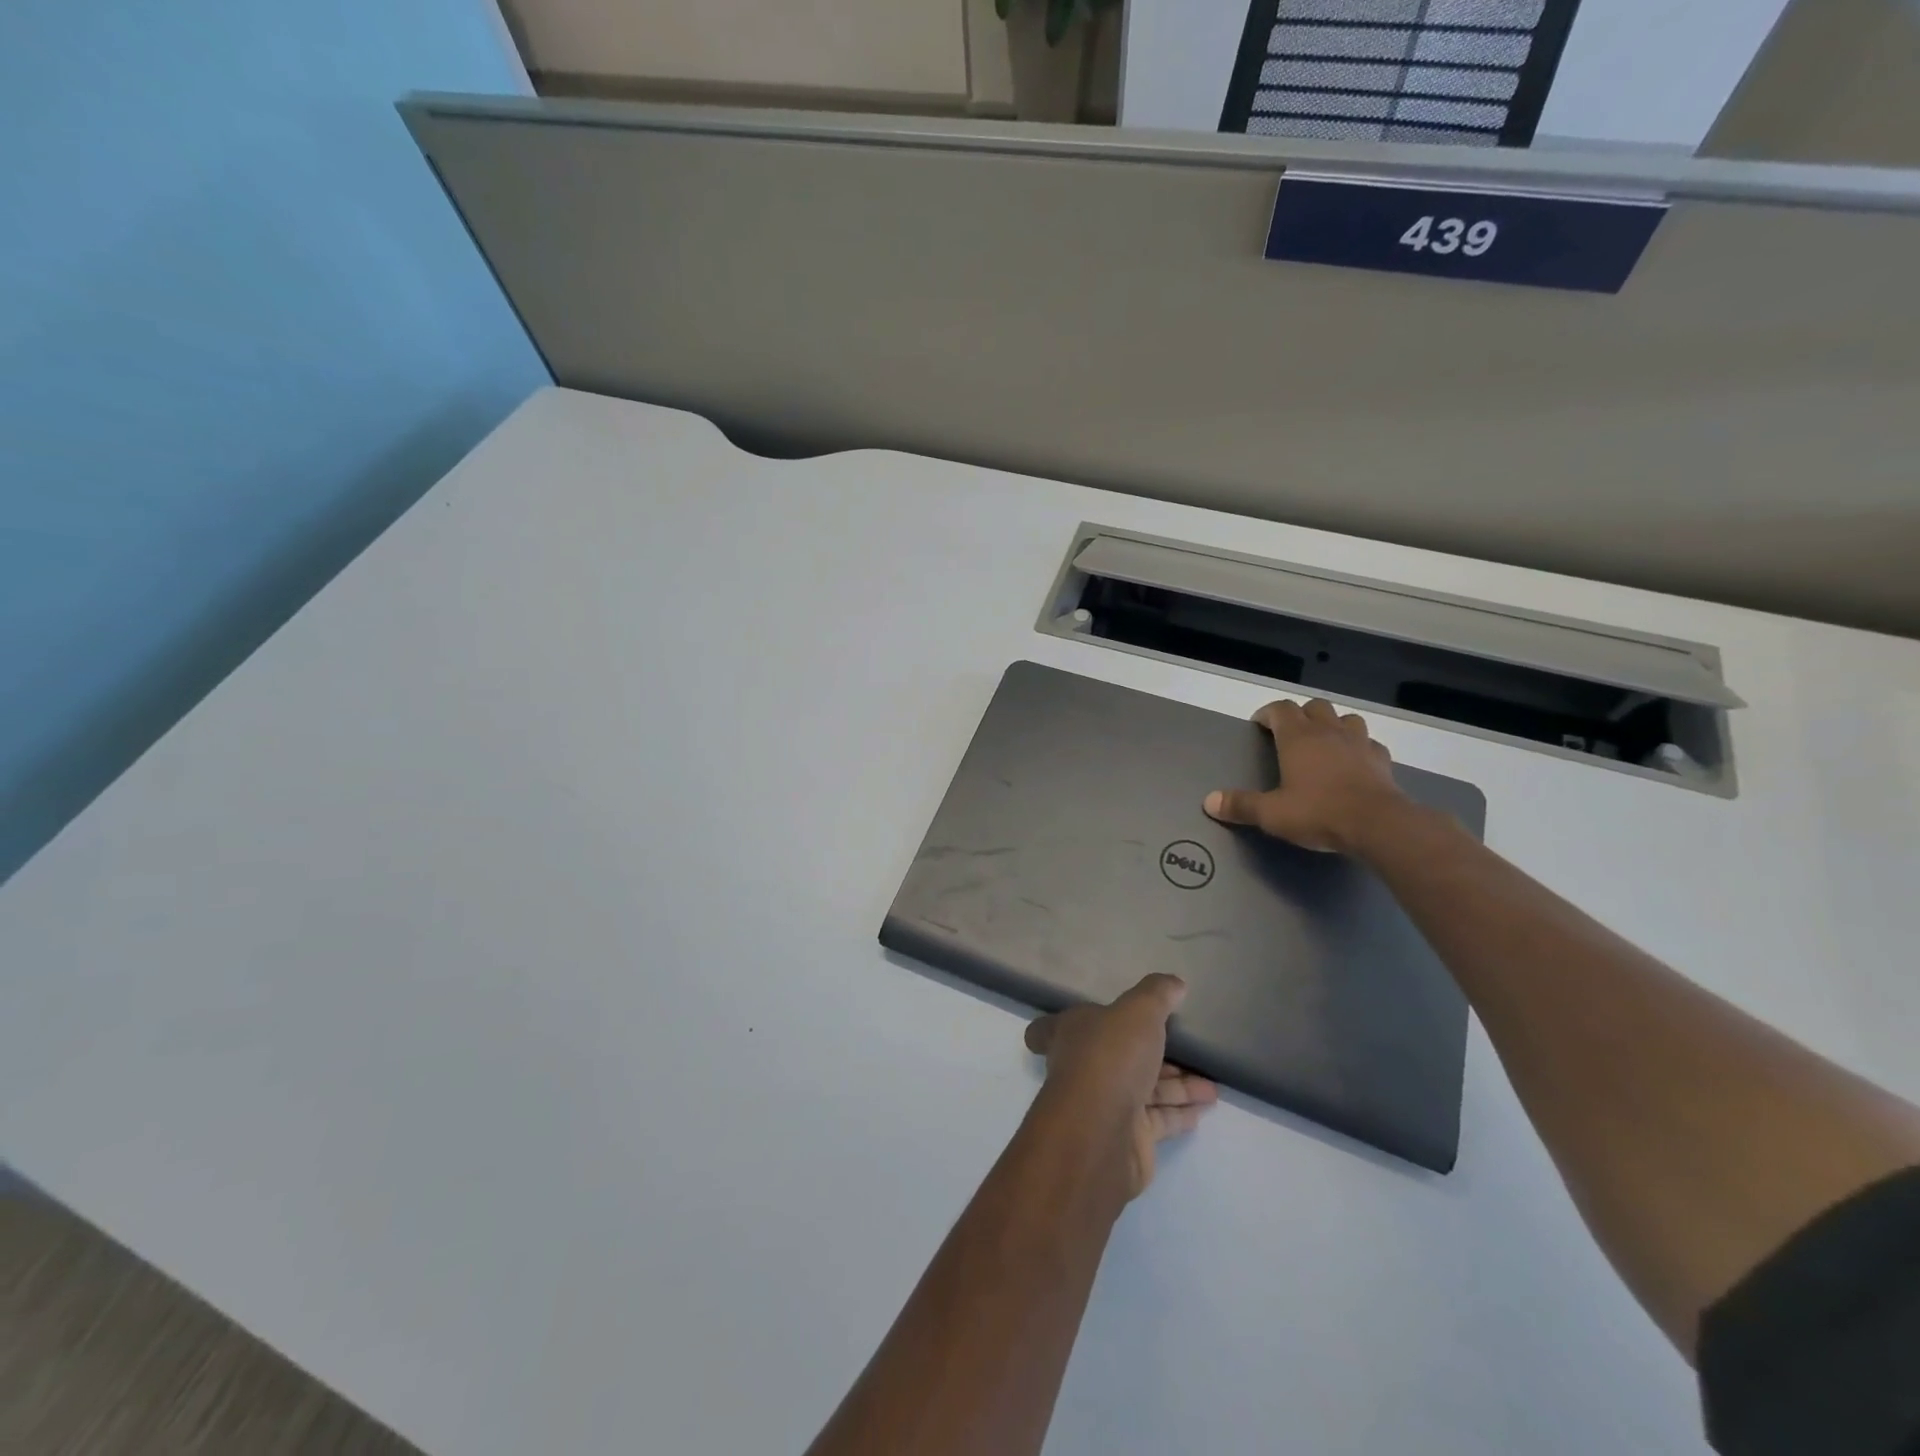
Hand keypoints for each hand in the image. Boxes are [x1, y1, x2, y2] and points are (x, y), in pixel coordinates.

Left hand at [1024, 975, 1217, 1200]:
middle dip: (1147, 1053)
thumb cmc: (1110, 1057)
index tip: (1082, 1021)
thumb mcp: (1138, 1011)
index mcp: (1070, 1033)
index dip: (1058, 1026)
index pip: (1048, 1030)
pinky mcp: (1126, 1137)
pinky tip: (1205, 1106)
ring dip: (1176, 1085)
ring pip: (1142, 1088)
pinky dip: (1179, 1111)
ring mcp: (1103, 1104)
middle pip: (1113, 1056)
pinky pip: (1157, 1118)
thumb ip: (1157, 994)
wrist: (1102, 1133)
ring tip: (1211, 1085)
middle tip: (1184, 1051)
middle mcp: (1082, 1067)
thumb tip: (1174, 983)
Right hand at [1203, 698, 1412, 854]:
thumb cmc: (1318, 812)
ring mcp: (1359, 743)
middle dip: (1301, 714)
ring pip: (1346, 718)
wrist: (1378, 825)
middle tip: (1290, 733)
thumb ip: (1240, 805)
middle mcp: (1328, 732)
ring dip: (1334, 724)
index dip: (1267, 713)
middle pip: (1315, 706)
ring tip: (1325, 742)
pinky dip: (1359, 747)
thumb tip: (1209, 801)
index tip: (1258, 725)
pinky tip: (1355, 762)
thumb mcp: (1271, 813)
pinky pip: (1369, 743)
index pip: (1280, 709)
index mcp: (1298, 738)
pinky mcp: (1382, 760)